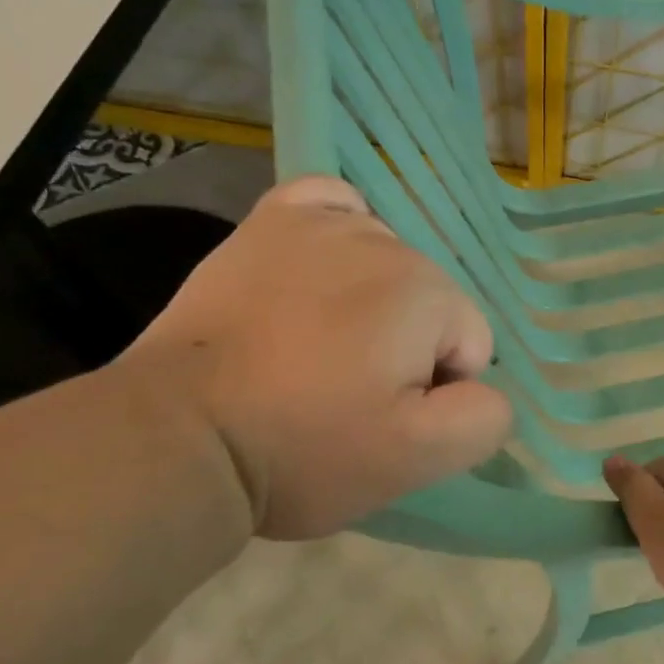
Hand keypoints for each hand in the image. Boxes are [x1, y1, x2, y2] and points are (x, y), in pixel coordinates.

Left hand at [122, 176, 511, 538]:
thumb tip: (484, 387)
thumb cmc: (304, 448)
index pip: (470, 344)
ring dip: (373, 304)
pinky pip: (333, 205)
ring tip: (316, 349)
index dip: (436, 391)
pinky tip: (323, 267)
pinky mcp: (269, 222)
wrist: (179, 436)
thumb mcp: (416, 459)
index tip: (379, 418)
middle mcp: (384, 241)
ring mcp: (321, 223)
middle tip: (344, 393)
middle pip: (431, 303)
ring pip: (388, 266)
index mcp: (427, 292)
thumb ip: (483, 419)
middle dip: (406, 348)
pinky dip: (342, 230)